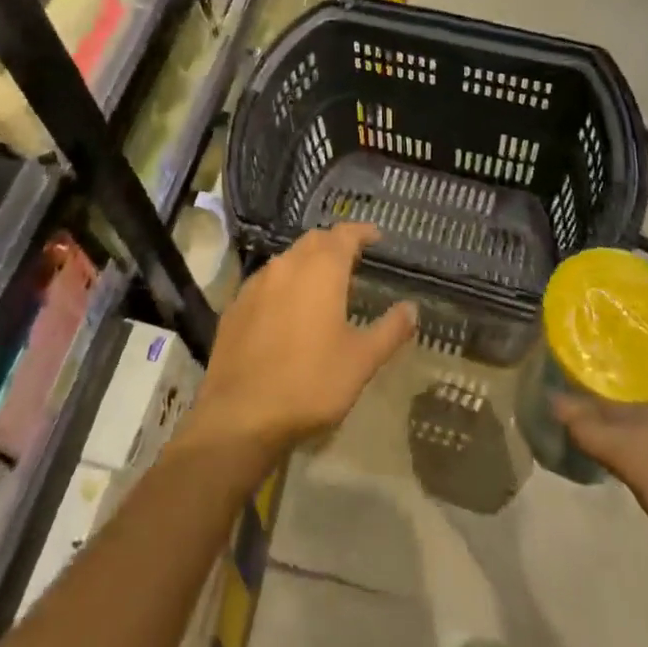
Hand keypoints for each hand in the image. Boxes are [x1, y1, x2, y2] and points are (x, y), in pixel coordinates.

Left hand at [184, 223, 415, 460]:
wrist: (240, 414)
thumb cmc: (310, 382)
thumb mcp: (361, 361)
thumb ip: (390, 330)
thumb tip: (412, 308)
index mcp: (321, 269)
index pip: (345, 233)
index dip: (362, 232)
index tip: (376, 237)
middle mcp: (287, 264)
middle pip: (314, 241)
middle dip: (334, 245)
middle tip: (352, 262)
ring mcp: (256, 283)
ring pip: (287, 260)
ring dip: (307, 264)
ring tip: (322, 286)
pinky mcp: (235, 305)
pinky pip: (265, 283)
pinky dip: (283, 286)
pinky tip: (287, 311)